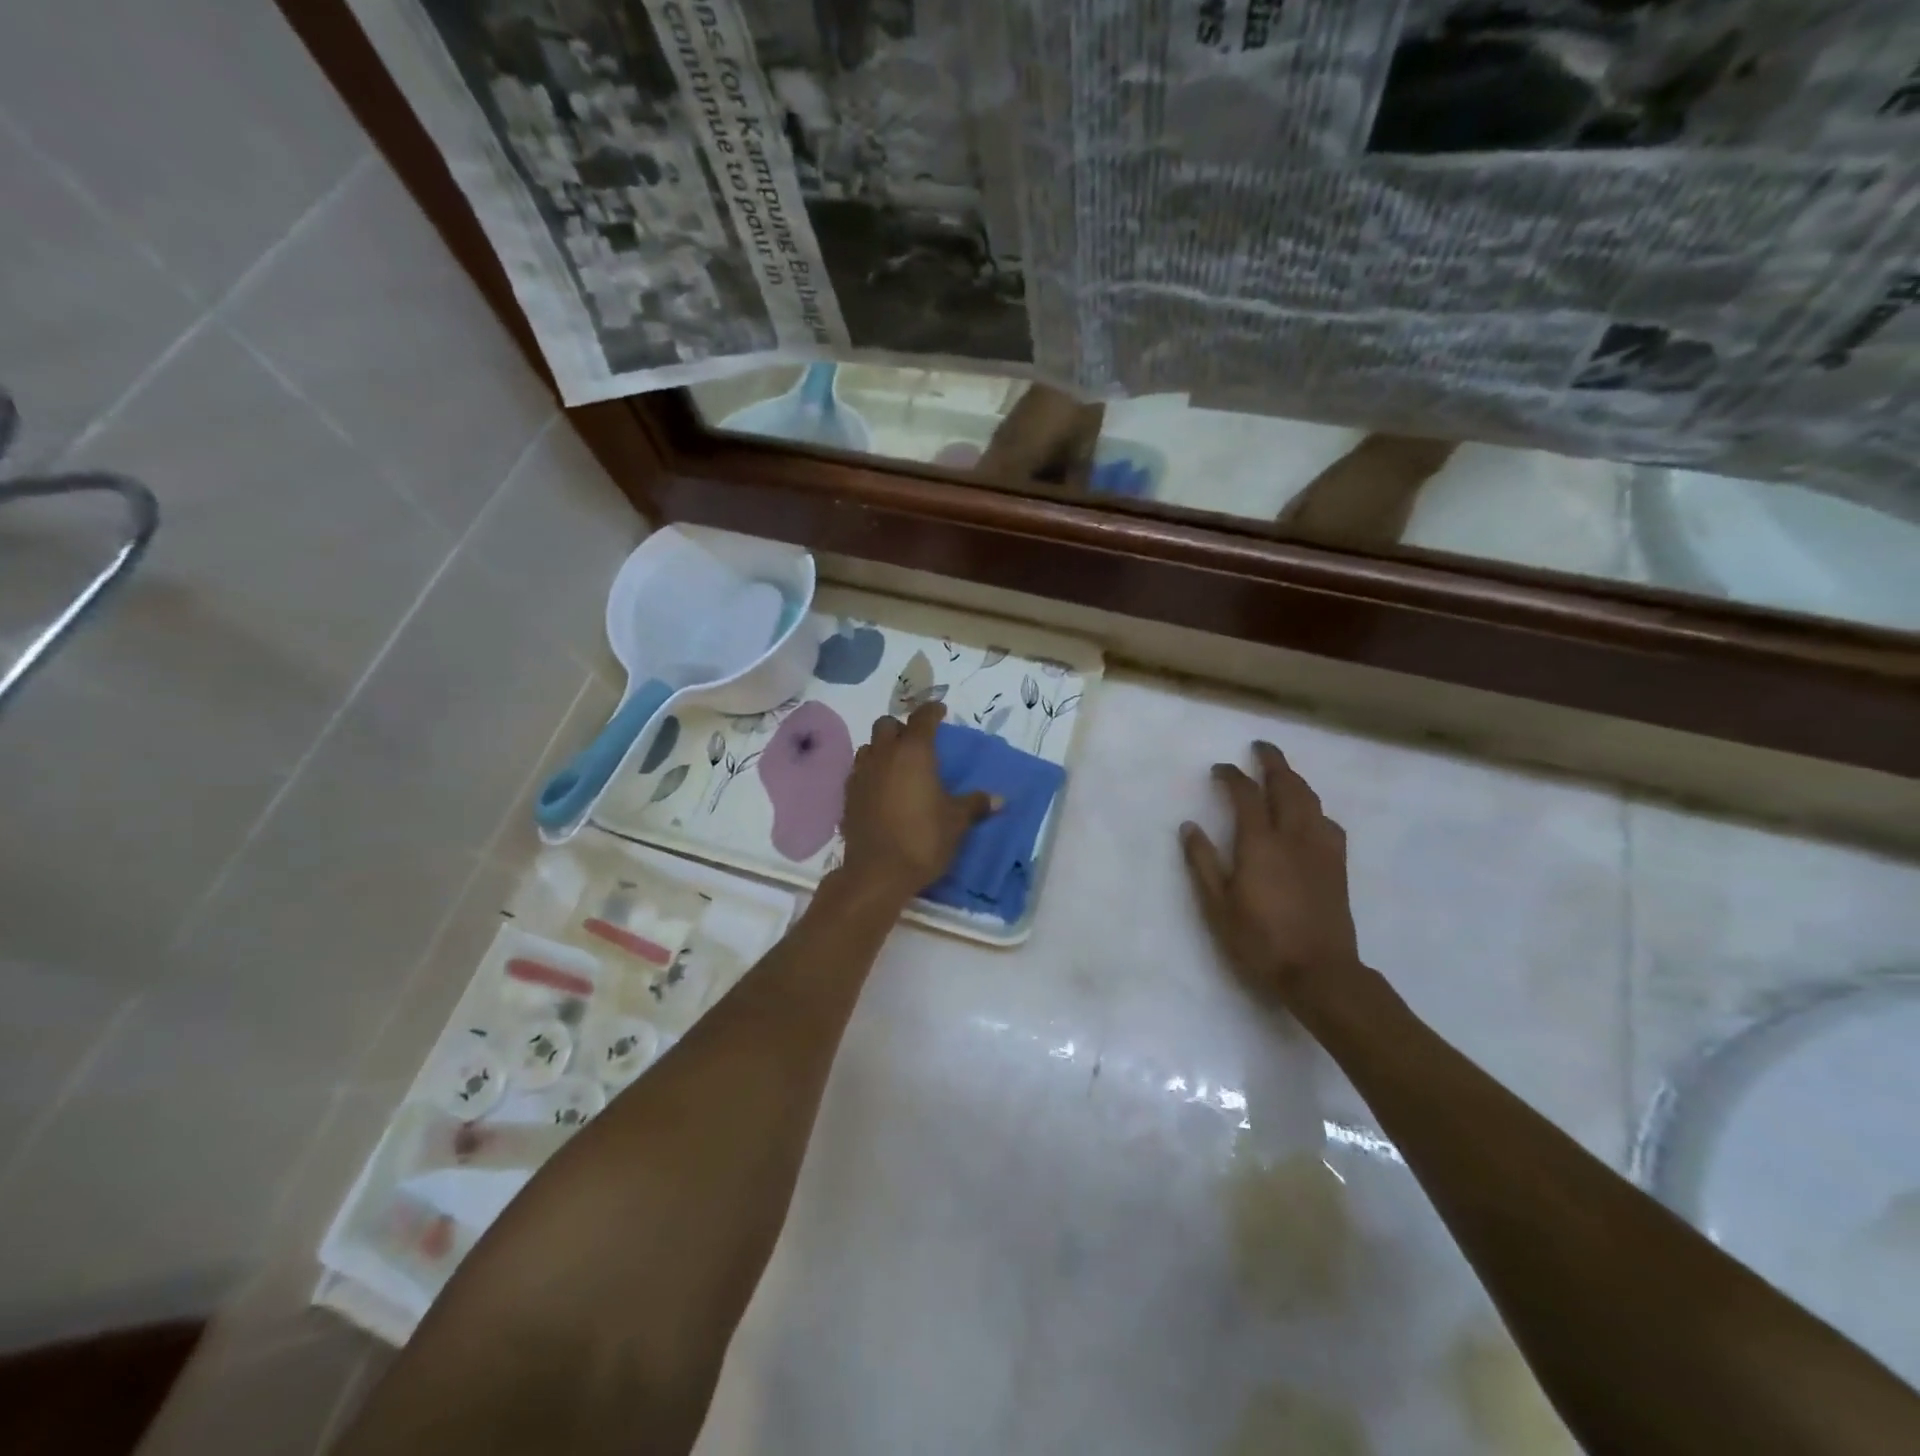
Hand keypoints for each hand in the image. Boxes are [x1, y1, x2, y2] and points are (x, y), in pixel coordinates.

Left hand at [841, 703, 996, 898]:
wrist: (877, 872)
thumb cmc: (923, 839)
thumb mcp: (956, 821)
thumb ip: (975, 804)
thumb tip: (998, 799)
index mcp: (914, 752)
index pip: (922, 718)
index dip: (932, 711)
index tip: (941, 711)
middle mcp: (884, 755)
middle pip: (887, 725)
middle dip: (902, 728)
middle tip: (917, 742)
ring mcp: (861, 774)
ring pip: (869, 746)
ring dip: (882, 748)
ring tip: (897, 765)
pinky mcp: (848, 795)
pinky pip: (859, 771)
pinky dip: (871, 771)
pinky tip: (881, 788)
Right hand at [1180, 741, 1360, 1011]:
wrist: (1320, 973)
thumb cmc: (1260, 941)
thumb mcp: (1217, 906)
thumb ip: (1202, 862)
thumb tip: (1190, 826)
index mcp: (1259, 843)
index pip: (1245, 794)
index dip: (1232, 776)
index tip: (1219, 768)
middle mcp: (1293, 836)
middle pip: (1286, 786)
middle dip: (1273, 762)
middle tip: (1260, 748)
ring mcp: (1320, 849)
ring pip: (1310, 800)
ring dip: (1295, 780)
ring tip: (1282, 774)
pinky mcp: (1337, 865)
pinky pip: (1327, 822)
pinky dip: (1314, 808)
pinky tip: (1309, 816)